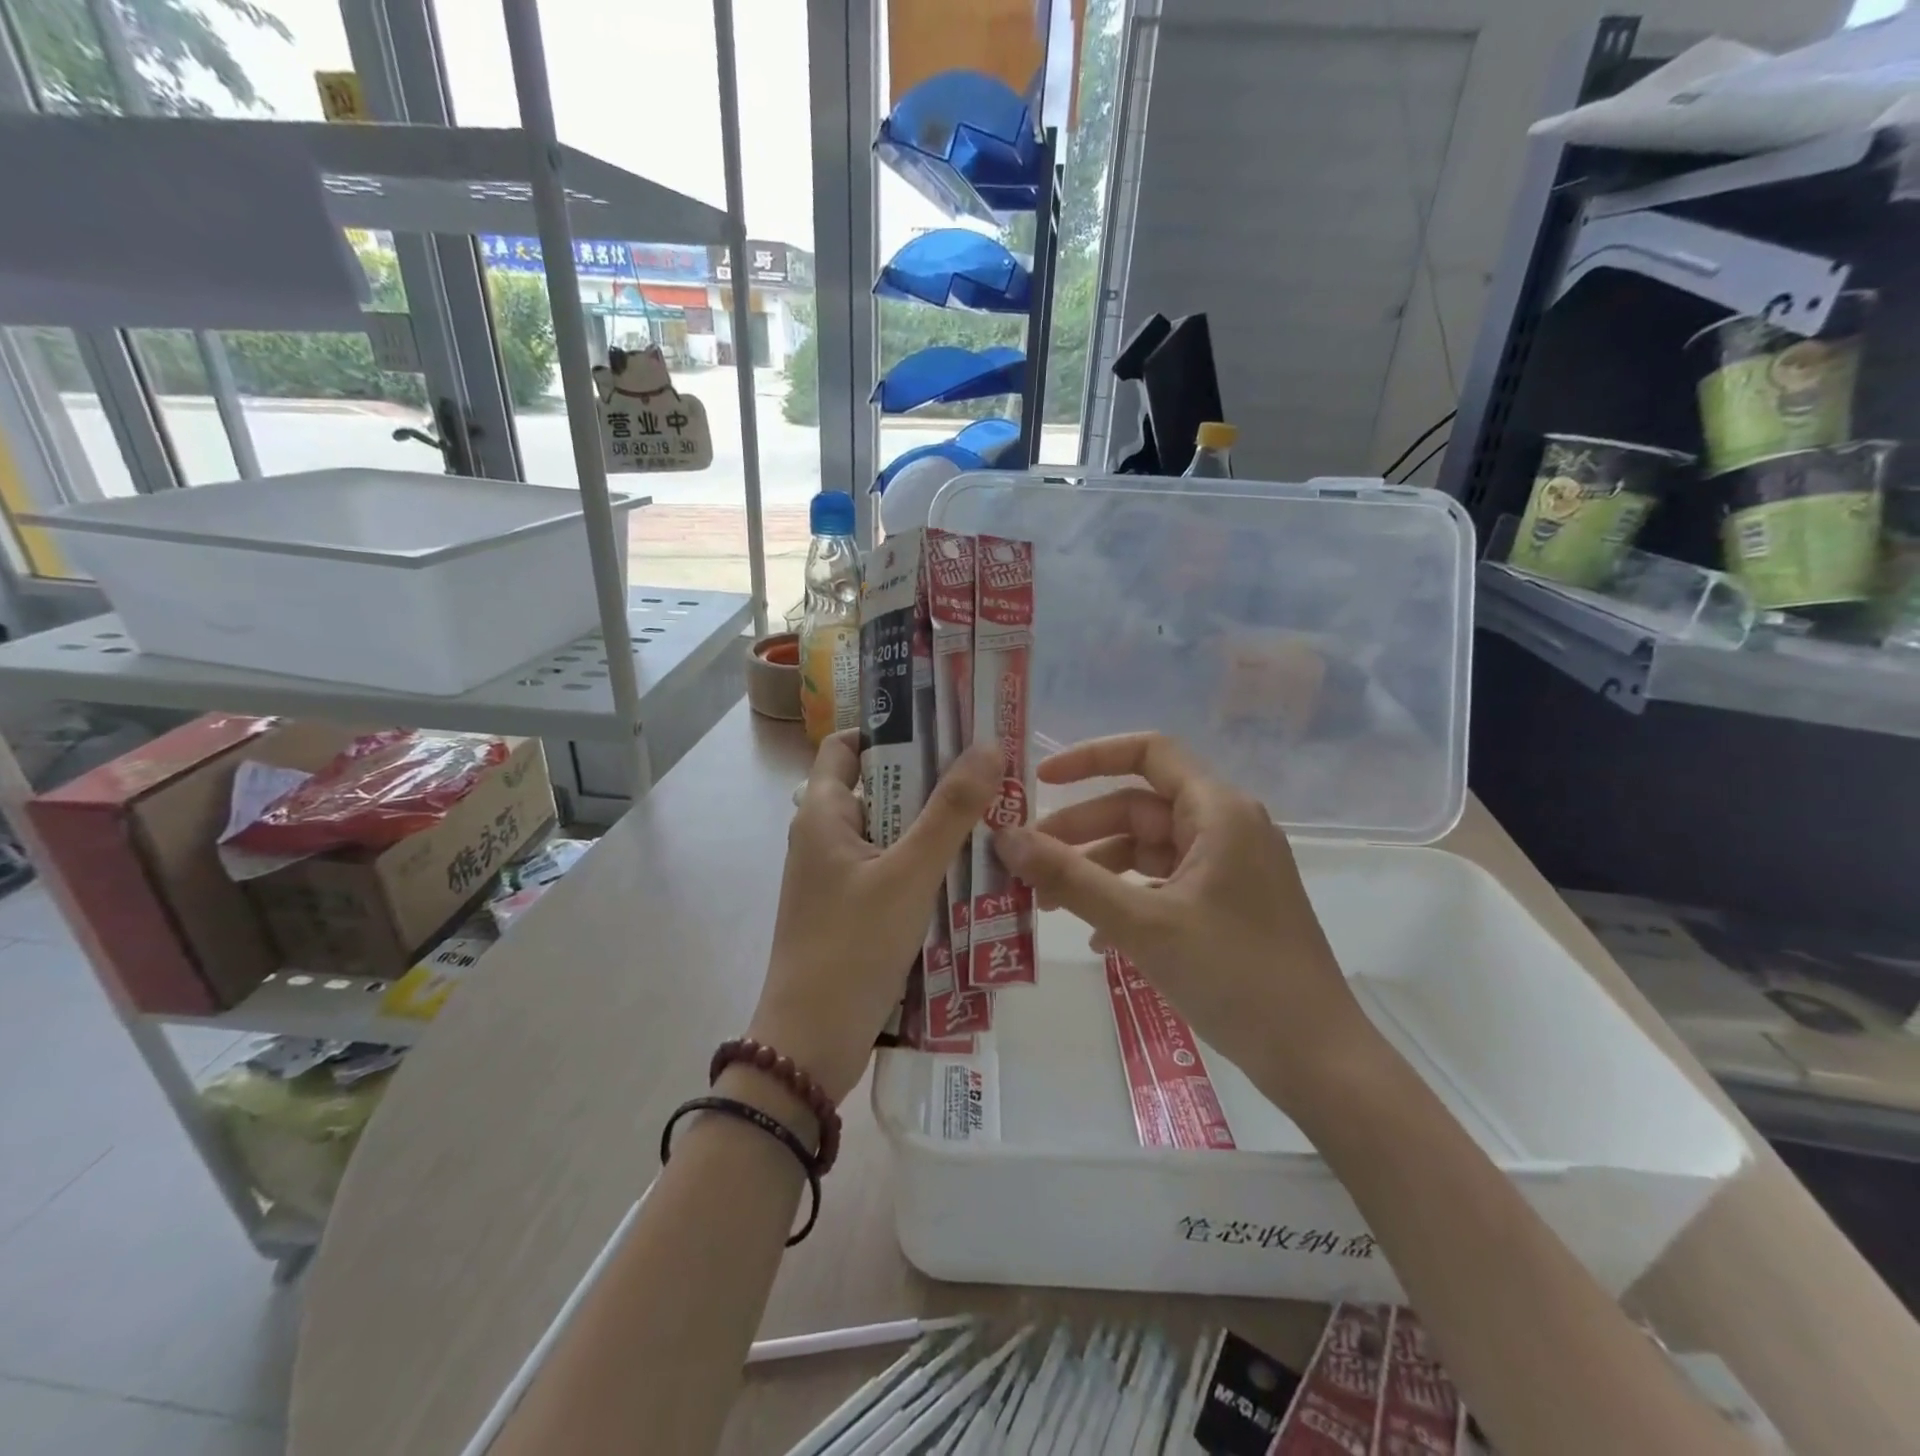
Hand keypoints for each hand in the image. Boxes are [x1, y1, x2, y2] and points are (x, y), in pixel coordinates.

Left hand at [750, 732, 999, 1103]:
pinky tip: (970, 871)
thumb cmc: (852, 948)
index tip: (947, 727)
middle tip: (989, 773)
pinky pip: (892, 870)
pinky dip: (925, 864)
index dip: (892, 729)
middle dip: (931, 779)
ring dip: (934, 826)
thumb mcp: (908, 874)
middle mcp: (824, 836)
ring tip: (992, 817)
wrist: (810, 1046)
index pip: (848, 745)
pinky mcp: (851, 911)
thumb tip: (989, 745)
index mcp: (822, 813)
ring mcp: (837, 877)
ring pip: (891, 832)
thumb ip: (950, 811)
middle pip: (879, 786)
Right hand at [992, 732, 1372, 1104]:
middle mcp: (1227, 827)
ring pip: (1147, 849)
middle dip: (1080, 832)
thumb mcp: (1142, 924)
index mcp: (1218, 811)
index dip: (1090, 757)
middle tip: (1026, 862)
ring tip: (1047, 903)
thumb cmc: (1234, 975)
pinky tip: (1095, 937)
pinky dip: (1126, 898)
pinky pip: (1164, 883)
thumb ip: (1070, 877)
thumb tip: (1005, 837)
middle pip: (1139, 808)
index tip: (1039, 780)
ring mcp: (1230, 867)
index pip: (1148, 752)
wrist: (1316, 1058)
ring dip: (1097, 870)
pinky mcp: (1228, 904)